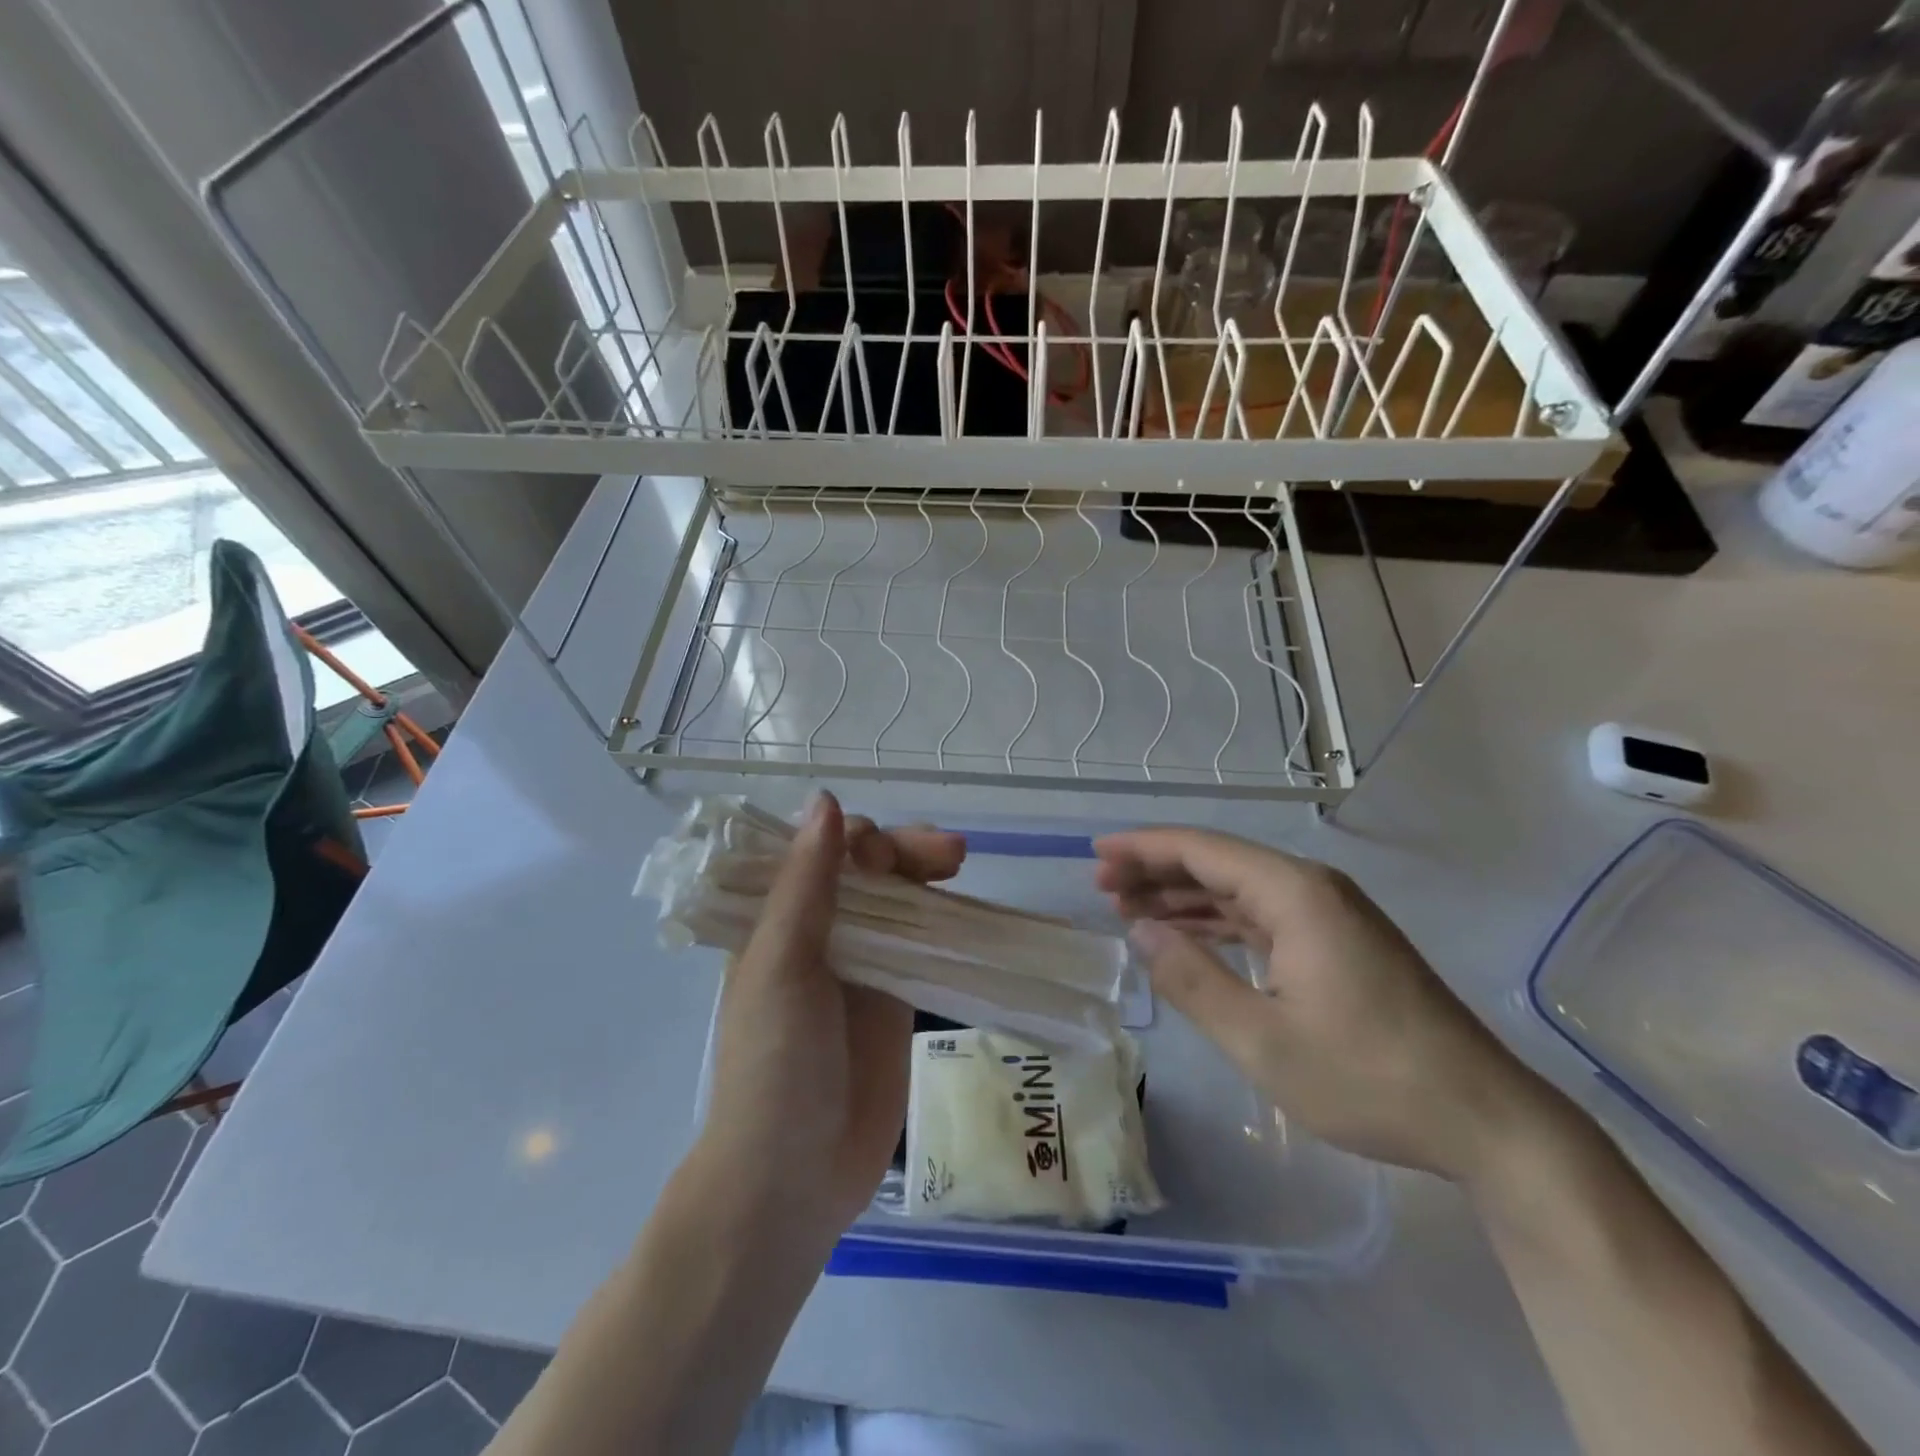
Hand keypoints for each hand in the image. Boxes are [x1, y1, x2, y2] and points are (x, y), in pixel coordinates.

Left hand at [699, 792, 964, 1236]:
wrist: (793, 1176)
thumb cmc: (774, 1065)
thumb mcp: (782, 965)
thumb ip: (807, 884)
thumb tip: (825, 799)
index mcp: (777, 920)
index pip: (820, 852)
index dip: (856, 839)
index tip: (885, 853)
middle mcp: (818, 934)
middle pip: (866, 871)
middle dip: (903, 851)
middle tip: (949, 852)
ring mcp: (860, 966)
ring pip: (898, 901)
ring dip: (925, 876)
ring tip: (957, 861)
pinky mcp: (894, 999)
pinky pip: (921, 944)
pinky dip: (941, 921)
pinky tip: (964, 909)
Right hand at [1094, 827, 1540, 1181]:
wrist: (1484, 1120)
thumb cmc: (1368, 1078)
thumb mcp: (1261, 1039)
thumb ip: (1192, 979)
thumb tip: (1141, 930)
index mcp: (1294, 894)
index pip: (1202, 850)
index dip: (1144, 848)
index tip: (1097, 853)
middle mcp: (1311, 889)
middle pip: (1219, 862)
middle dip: (1157, 870)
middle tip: (1103, 887)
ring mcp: (1330, 915)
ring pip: (1239, 889)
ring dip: (1185, 897)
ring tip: (1130, 908)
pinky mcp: (1339, 943)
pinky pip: (1263, 916)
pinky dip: (1218, 922)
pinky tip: (1188, 936)